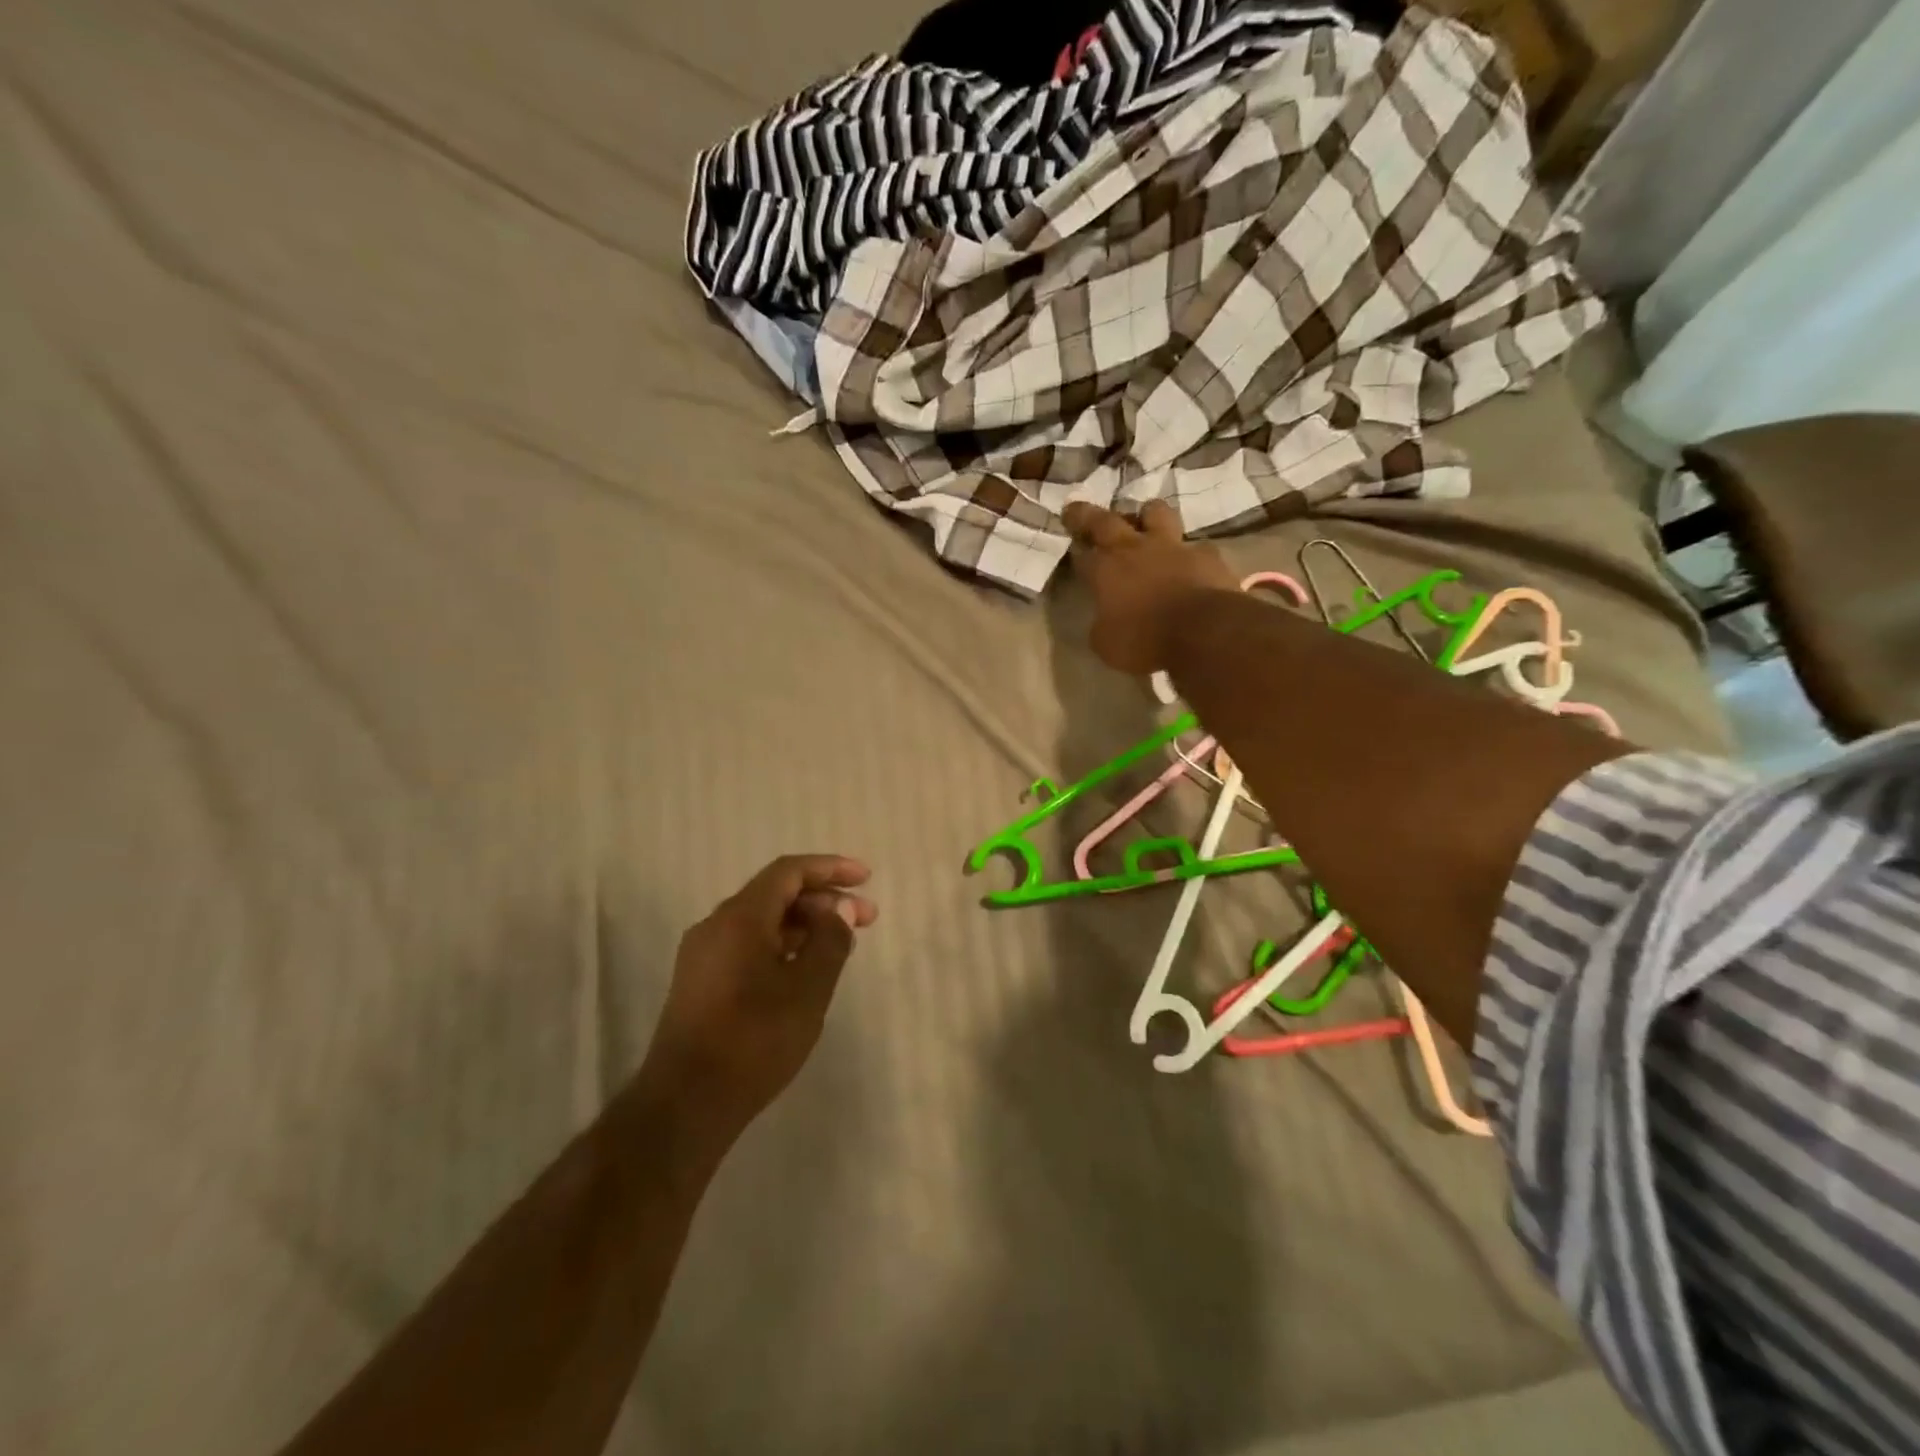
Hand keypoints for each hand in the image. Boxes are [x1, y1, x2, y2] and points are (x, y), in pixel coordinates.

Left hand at [643, 855, 876, 1133]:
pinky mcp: (700, 983)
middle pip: (775, 894)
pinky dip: (782, 946)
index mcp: (739, 917)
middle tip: (866, 918)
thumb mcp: (807, 989)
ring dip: (804, 925)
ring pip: (761, 922)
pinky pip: (747, 946)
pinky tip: (804, 970)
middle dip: (823, 900)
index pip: (789, 871)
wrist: (685, 1105)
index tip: (866, 878)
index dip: (830, 868)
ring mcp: (703, 955)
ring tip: (842, 945)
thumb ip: (830, 940)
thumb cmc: (753, 1040)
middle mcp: (716, 926)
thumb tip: (839, 909)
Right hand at [1063, 499, 1238, 673]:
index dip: (1075, 550)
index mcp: (1106, 570)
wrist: (1204, 632)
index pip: (1083, 555)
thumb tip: (1105, 620)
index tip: (1072, 547)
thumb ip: (1103, 625)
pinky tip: (1192, 563)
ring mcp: (1174, 547)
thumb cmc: (1145, 640)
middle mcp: (1136, 548)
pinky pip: (1196, 546)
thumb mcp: (1107, 644)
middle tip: (1077, 509)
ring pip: (1157, 512)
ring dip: (1148, 515)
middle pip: (1107, 521)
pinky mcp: (1207, 555)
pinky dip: (1190, 553)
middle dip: (1088, 515)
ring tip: (1146, 521)